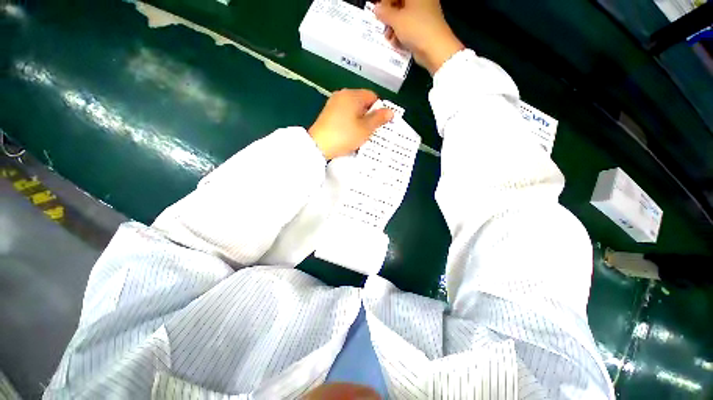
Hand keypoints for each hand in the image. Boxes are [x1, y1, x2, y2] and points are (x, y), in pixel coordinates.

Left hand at [309, 89, 392, 159]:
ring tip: (361, 134)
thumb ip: (379, 119)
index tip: (380, 123)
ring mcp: (333, 103)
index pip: (372, 96)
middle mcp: (342, 95)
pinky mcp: (327, 113)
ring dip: (359, 119)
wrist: (318, 146)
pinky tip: (349, 133)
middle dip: (369, 115)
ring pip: (353, 109)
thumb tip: (390, 111)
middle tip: (372, 130)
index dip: (379, 109)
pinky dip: (349, 121)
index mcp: (353, 95)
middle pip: (362, 102)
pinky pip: (344, 114)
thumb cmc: (345, 136)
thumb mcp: (365, 129)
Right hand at [375, 0, 463, 74]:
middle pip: (400, 4)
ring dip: (393, 27)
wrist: (435, 49)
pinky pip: (409, 27)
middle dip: (389, 15)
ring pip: (404, 17)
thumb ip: (384, 13)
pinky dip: (401, 34)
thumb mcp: (396, 20)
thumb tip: (377, 9)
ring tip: (388, 38)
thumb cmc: (416, 28)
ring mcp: (424, 14)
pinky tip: (396, 43)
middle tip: (382, 25)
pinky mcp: (424, 28)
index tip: (378, 12)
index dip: (385, 2)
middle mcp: (421, 0)